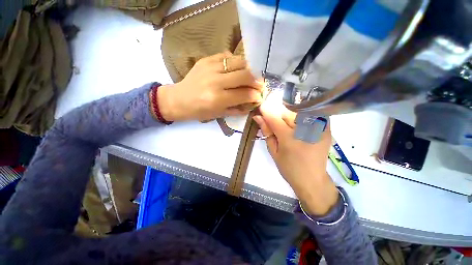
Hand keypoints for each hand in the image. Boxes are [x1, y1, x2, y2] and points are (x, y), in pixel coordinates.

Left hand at [158, 52, 262, 121]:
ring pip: (239, 61)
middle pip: (245, 74)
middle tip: (260, 85)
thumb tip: (253, 103)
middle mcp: (215, 81)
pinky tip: (236, 69)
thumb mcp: (219, 114)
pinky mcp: (206, 59)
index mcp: (218, 98)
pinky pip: (227, 55)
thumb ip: (238, 109)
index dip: (256, 95)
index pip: (245, 94)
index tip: (261, 96)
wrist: (178, 99)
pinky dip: (236, 62)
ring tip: (251, 76)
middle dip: (257, 80)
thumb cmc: (199, 111)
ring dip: (249, 69)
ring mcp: (210, 67)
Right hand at [253, 104, 338, 215]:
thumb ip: (267, 132)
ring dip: (289, 115)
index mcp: (289, 138)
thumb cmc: (289, 168)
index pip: (274, 118)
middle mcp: (305, 129)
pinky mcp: (326, 128)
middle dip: (277, 113)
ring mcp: (318, 127)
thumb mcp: (274, 151)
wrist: (313, 180)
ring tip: (286, 126)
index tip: (261, 107)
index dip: (266, 111)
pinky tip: (298, 126)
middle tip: (274, 121)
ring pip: (298, 111)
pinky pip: (310, 114)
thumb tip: (258, 117)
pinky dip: (301, 116)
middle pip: (287, 112)